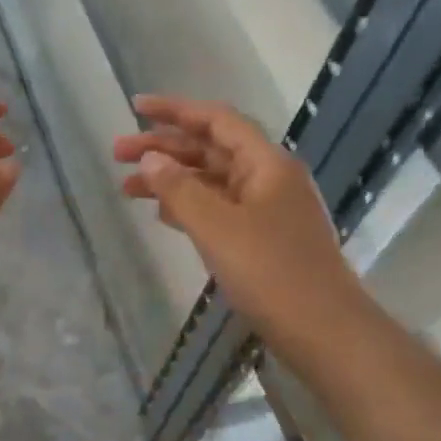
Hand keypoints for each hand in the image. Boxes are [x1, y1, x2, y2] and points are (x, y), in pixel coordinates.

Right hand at [114, 95, 354, 335]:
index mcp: (266, 164)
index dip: (174, 110)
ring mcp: (266, 210)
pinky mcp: (261, 240)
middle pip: (210, 150)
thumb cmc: (271, 272)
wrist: (323, 332)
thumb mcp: (217, 227)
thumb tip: (152, 158)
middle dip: (163, 148)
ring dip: (170, 180)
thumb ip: (179, 189)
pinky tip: (161, 214)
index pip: (216, 120)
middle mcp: (268, 179)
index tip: (134, 108)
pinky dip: (188, 206)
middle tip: (117, 153)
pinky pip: (217, 210)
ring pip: (210, 182)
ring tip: (126, 188)